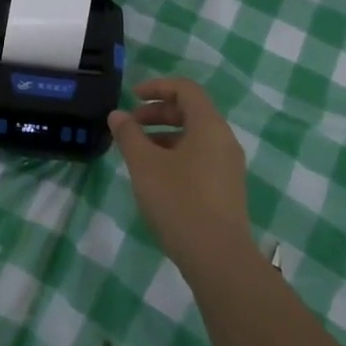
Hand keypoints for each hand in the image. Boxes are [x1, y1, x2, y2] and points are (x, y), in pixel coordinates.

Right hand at [108, 77, 251, 260]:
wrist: (218, 257)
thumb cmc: (179, 201)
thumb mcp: (145, 165)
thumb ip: (129, 135)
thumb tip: (117, 115)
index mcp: (209, 126)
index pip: (185, 89)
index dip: (157, 87)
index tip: (131, 98)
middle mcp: (224, 140)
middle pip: (191, 112)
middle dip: (157, 113)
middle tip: (130, 127)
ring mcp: (228, 166)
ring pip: (195, 137)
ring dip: (164, 136)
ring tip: (138, 154)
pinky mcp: (227, 189)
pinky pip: (200, 157)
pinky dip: (176, 155)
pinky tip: (156, 177)